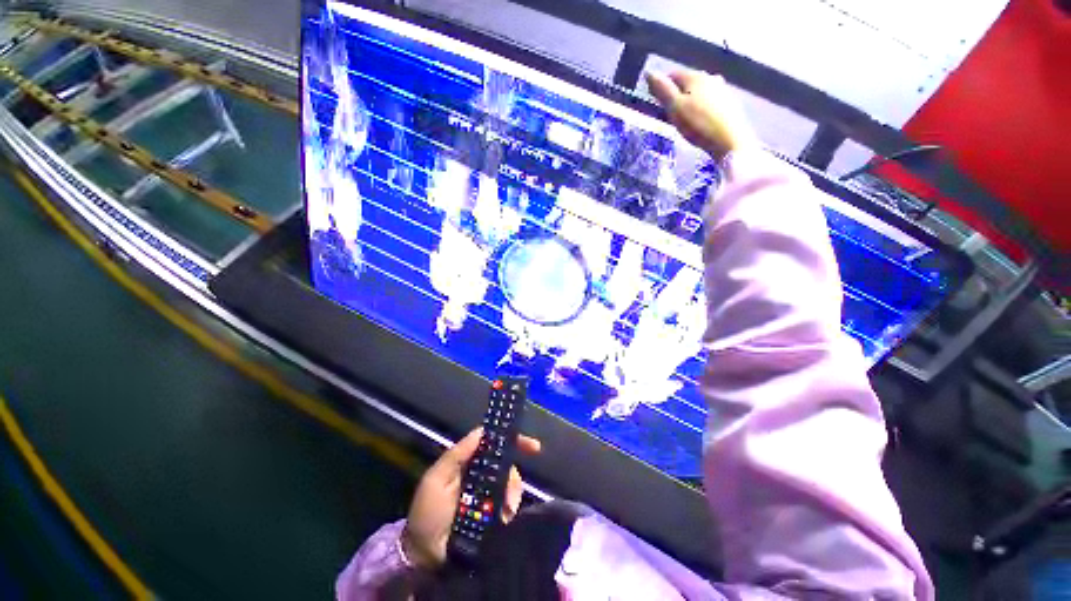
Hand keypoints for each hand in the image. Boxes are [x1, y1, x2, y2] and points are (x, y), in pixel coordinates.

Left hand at [401, 428, 541, 569]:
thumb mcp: (436, 479)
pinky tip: (506, 518)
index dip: (512, 440)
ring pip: (510, 485)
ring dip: (512, 495)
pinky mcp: (493, 516)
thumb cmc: (428, 513)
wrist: (423, 557)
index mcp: (468, 462)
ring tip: (506, 511)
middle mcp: (481, 475)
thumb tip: (482, 431)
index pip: (493, 444)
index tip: (532, 446)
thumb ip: (457, 454)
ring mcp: (488, 496)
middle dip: (514, 476)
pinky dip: (511, 510)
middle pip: (507, 464)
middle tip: (512, 494)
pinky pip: (509, 506)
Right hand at [645, 69, 758, 159]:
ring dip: (689, 100)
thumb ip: (663, 91)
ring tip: (682, 117)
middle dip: (676, 93)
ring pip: (699, 91)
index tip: (654, 101)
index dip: (661, 86)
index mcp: (695, 76)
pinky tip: (698, 120)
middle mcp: (710, 77)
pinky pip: (709, 101)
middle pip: (687, 82)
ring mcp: (722, 89)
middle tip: (667, 112)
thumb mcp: (675, 108)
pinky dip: (700, 107)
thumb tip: (649, 72)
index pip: (673, 74)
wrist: (730, 140)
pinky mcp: (729, 103)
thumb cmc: (698, 124)